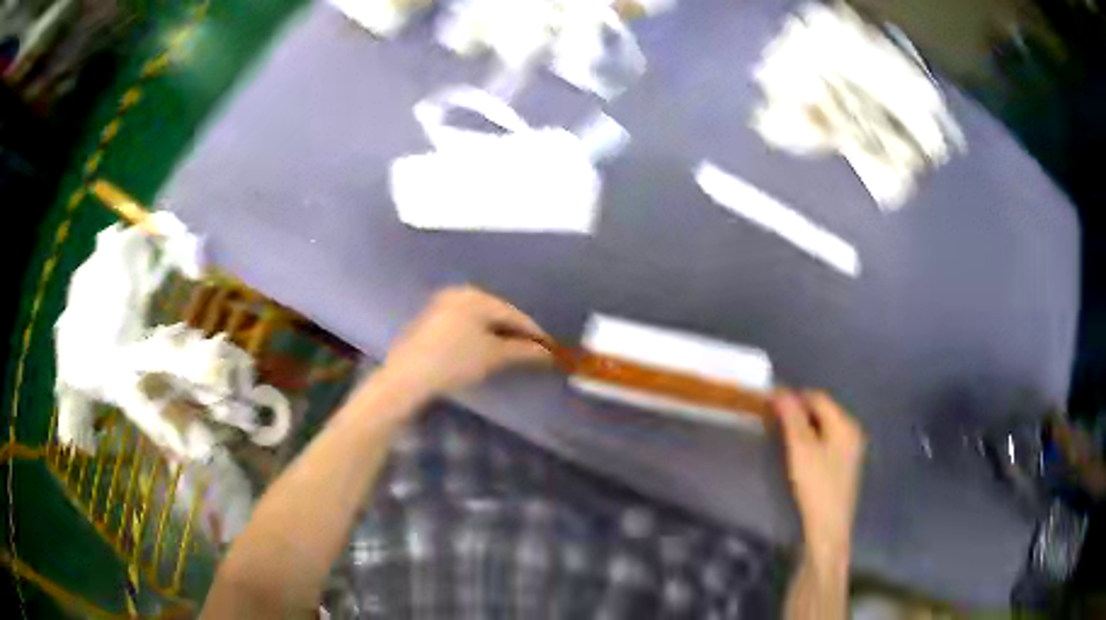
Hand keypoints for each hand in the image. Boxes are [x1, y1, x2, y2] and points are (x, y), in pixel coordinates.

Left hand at [379, 286, 551, 400]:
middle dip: (516, 333)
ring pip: (480, 319)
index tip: (551, 349)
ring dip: (498, 335)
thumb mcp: (493, 356)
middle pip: (497, 313)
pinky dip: (479, 336)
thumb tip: (547, 352)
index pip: (514, 313)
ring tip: (512, 354)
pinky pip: (464, 324)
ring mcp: (442, 305)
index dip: (535, 332)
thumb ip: (523, 351)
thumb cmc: (454, 361)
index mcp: (476, 297)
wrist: (408, 377)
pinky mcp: (430, 320)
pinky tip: (484, 352)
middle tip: (533, 353)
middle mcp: (459, 293)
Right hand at [774, 389, 865, 563]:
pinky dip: (811, 440)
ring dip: (803, 426)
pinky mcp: (845, 464)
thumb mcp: (801, 449)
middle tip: (773, 419)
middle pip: (823, 411)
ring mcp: (850, 449)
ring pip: (824, 427)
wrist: (828, 526)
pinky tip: (798, 452)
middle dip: (798, 412)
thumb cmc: (816, 485)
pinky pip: (827, 441)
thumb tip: (780, 391)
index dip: (794, 397)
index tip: (770, 402)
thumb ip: (792, 419)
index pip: (818, 398)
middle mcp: (852, 431)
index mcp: (845, 424)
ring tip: (781, 434)